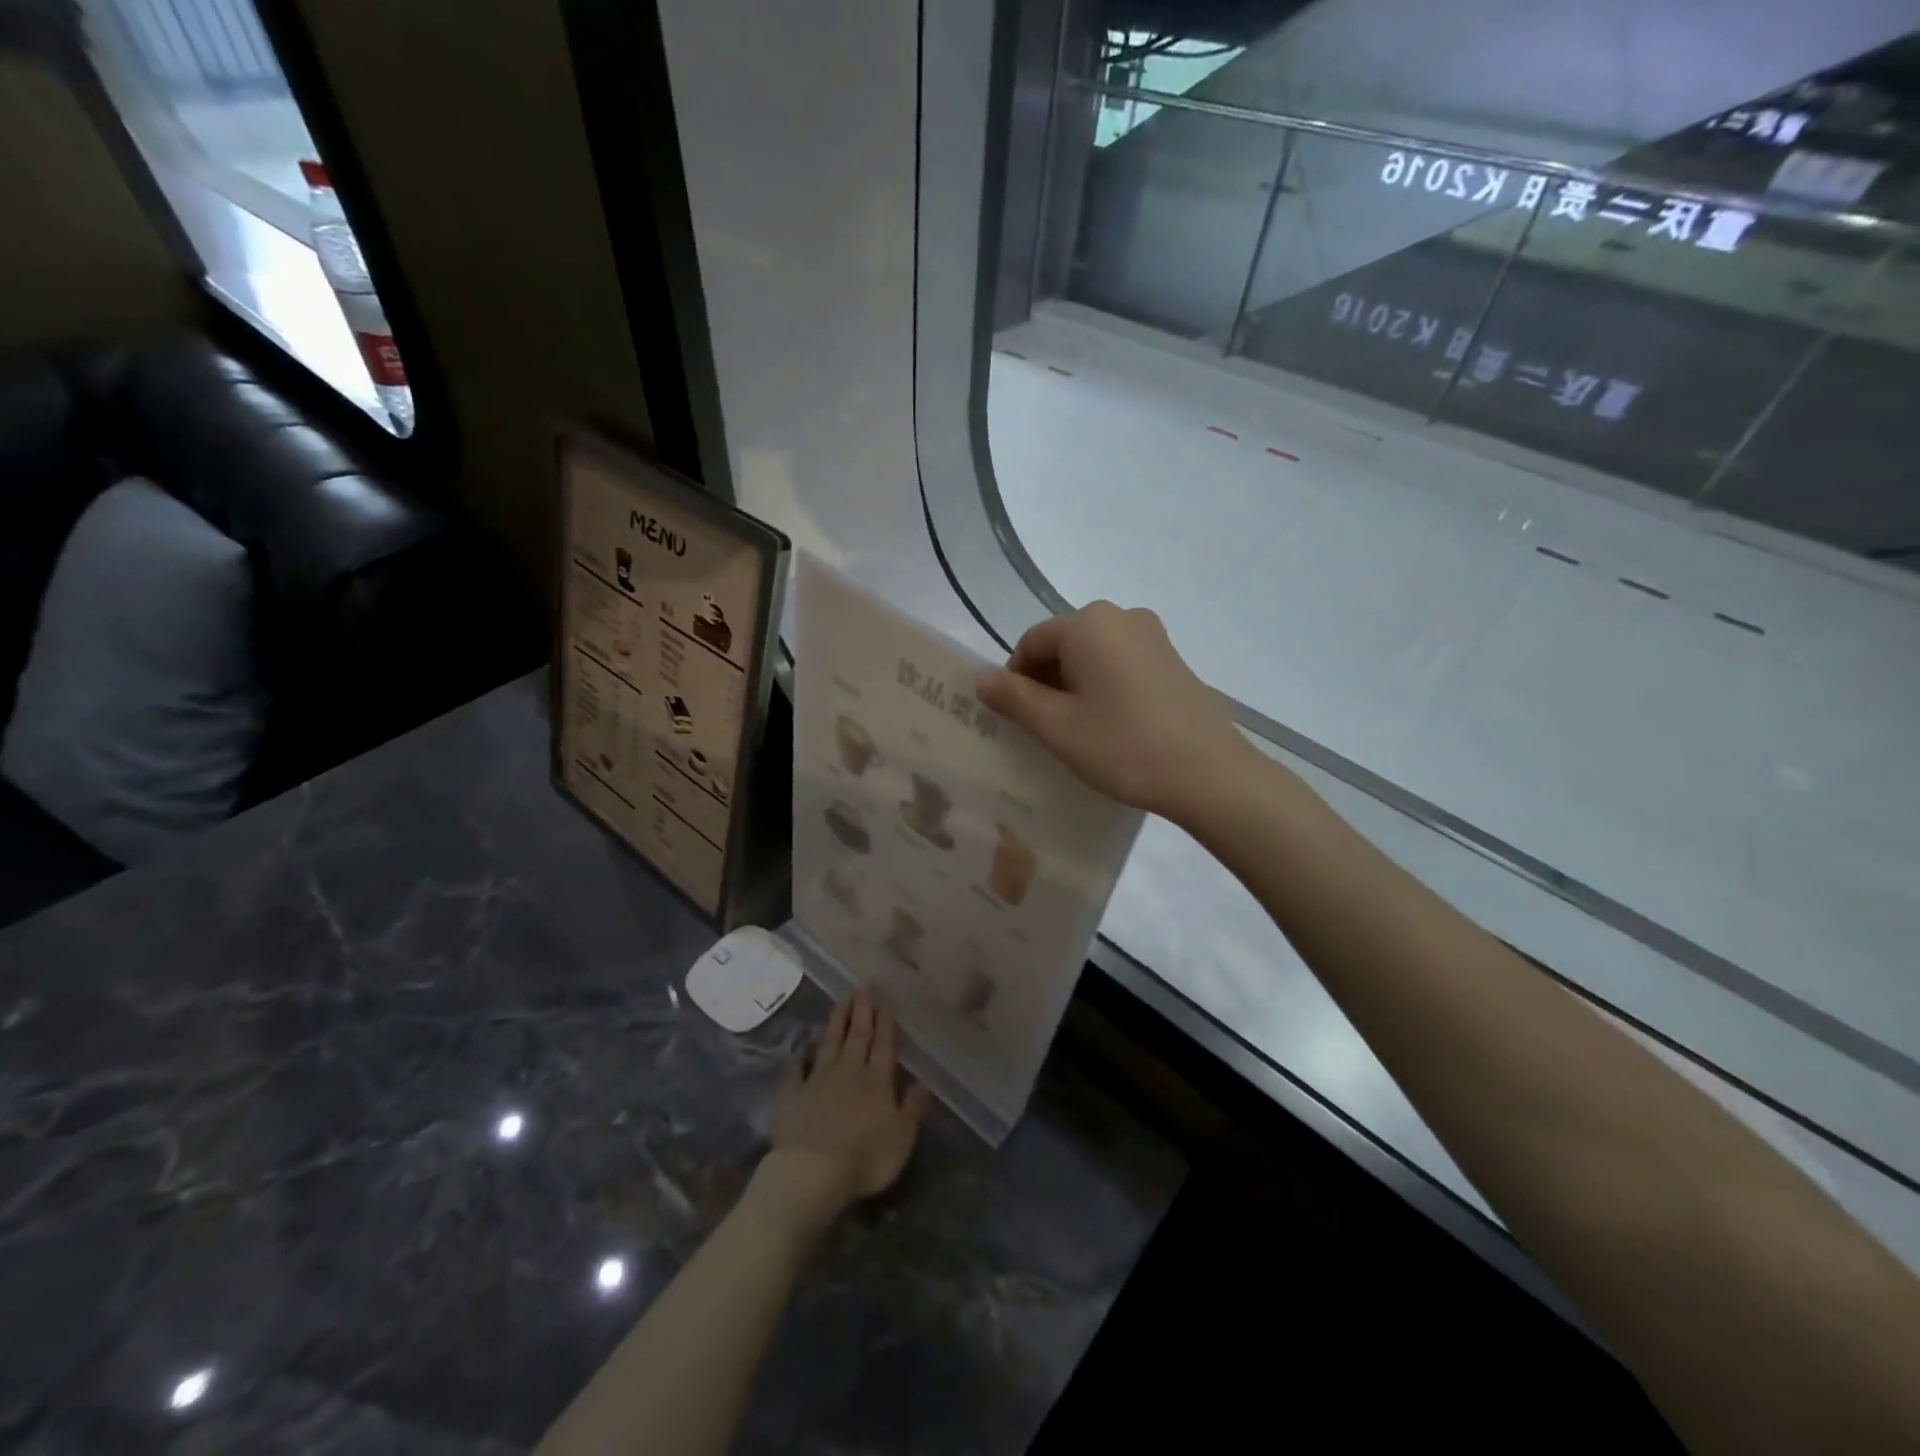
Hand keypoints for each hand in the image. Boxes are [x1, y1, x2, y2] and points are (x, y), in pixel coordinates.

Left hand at [762, 989, 929, 1227]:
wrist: (812, 1171)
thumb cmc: (865, 1157)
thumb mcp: (902, 1138)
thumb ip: (913, 1108)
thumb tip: (925, 1082)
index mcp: (877, 1080)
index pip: (883, 1044)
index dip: (884, 1022)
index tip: (883, 1000)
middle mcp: (848, 1071)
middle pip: (857, 1035)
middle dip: (861, 1010)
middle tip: (862, 985)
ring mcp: (817, 1080)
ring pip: (829, 1042)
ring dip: (837, 1020)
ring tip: (841, 999)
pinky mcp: (792, 1094)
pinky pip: (797, 1068)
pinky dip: (802, 1055)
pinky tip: (804, 1046)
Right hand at [976, 601, 1250, 819]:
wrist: (1209, 773)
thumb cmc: (1123, 746)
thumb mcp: (1057, 727)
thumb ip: (1013, 698)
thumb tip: (981, 677)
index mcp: (1088, 623)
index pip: (1031, 643)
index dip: (1014, 680)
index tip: (1015, 720)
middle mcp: (1121, 616)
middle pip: (1064, 645)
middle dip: (1046, 683)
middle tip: (1044, 730)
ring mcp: (1153, 636)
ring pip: (1093, 656)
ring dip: (1075, 687)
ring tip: (1077, 732)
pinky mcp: (1173, 660)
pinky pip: (1122, 665)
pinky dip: (1105, 688)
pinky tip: (1112, 726)